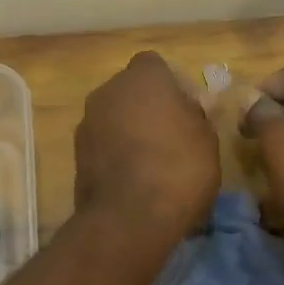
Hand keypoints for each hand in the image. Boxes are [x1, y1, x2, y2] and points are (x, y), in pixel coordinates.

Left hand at [74, 52, 219, 240]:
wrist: (129, 218)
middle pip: (131, 90)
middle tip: (172, 136)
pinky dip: (116, 153)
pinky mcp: (76, 153)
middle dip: (148, 106)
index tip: (186, 110)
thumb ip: (195, 115)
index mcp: (143, 77)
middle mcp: (108, 90)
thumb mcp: (207, 138)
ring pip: (114, 116)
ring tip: (153, 162)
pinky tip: (135, 179)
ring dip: (130, 130)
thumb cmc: (179, 168)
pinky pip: (103, 143)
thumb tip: (186, 109)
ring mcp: (87, 122)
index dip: (171, 85)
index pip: (155, 65)